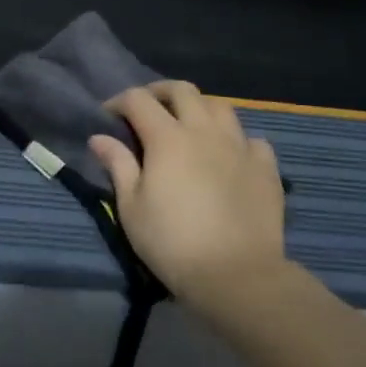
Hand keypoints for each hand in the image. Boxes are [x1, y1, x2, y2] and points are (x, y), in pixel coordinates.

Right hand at [88, 82, 288, 315]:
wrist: (237, 276)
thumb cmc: (173, 243)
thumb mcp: (132, 208)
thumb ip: (118, 166)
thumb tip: (99, 137)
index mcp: (167, 137)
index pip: (138, 99)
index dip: (119, 101)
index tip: (109, 116)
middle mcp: (204, 131)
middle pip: (182, 90)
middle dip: (160, 92)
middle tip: (149, 109)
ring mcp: (239, 146)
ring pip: (220, 106)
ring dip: (200, 108)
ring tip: (191, 126)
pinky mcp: (266, 168)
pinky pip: (253, 140)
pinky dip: (238, 140)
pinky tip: (231, 156)